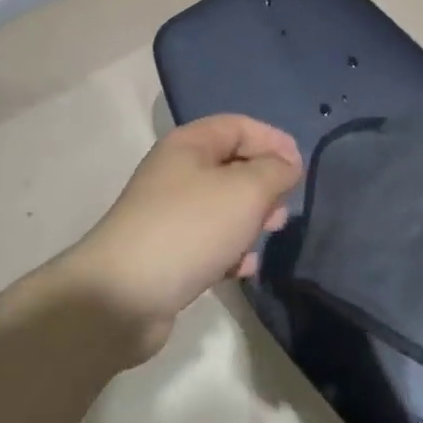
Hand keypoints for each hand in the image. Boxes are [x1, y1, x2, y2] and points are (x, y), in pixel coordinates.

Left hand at [68, 115, 302, 361]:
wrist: (122, 296)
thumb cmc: (189, 229)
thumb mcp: (244, 191)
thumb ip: (274, 172)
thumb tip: (286, 165)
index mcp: (189, 143)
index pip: (239, 125)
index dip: (273, 141)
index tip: (300, 169)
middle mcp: (176, 170)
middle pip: (231, 164)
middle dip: (263, 184)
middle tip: (282, 211)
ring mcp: (169, 211)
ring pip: (223, 204)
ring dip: (250, 219)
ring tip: (267, 237)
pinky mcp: (167, 250)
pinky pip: (209, 239)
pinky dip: (230, 249)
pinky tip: (243, 269)